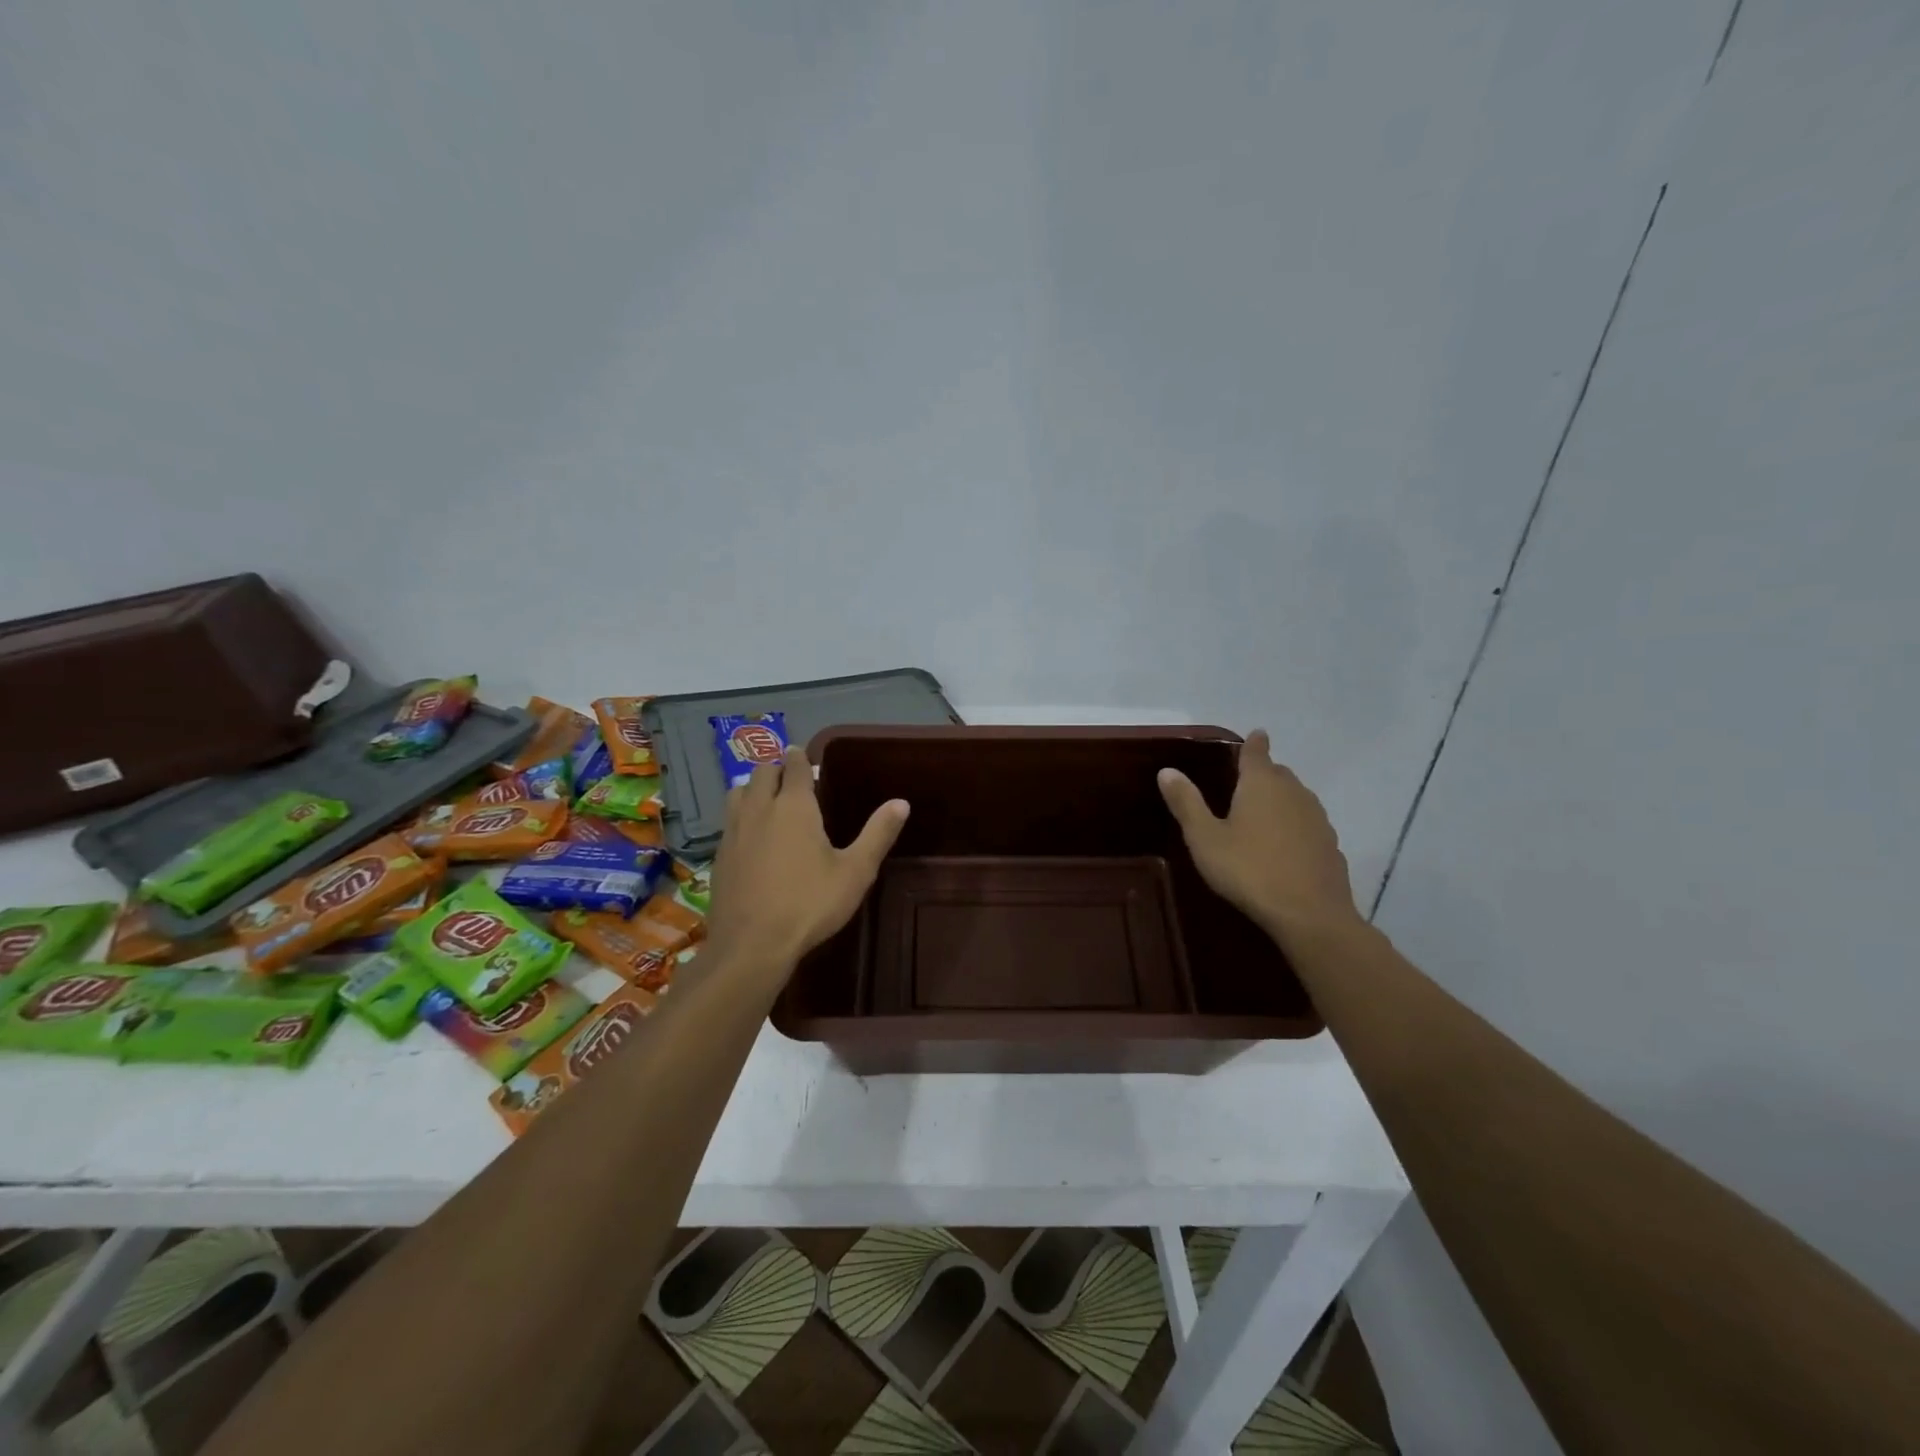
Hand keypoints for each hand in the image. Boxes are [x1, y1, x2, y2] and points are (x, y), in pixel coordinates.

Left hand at [705, 745, 909, 968]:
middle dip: (778, 769)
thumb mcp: (855, 872)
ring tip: (769, 801)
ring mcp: (733, 831)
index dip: (801, 758)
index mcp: (794, 806)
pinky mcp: (718, 855)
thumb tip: (901, 803)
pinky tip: (752, 837)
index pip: (794, 766)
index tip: (806, 757)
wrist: (752, 945)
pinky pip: (729, 821)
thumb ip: (878, 834)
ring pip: (738, 792)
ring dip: (754, 788)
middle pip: (762, 772)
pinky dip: (741, 816)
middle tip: (793, 780)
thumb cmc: (809, 904)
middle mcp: (759, 809)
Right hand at [1157, 730, 1361, 937]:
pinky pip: (1308, 825)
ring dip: (1280, 801)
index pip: (1257, 752)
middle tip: (1244, 784)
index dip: (1254, 743)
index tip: (1255, 735)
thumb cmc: (1248, 870)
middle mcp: (1293, 792)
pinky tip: (1284, 847)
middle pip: (1278, 774)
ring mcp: (1317, 819)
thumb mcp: (1204, 838)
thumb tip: (1167, 770)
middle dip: (1263, 774)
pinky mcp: (1330, 845)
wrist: (1309, 914)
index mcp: (1261, 784)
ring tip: (1262, 815)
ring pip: (1296, 798)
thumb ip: (1186, 803)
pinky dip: (1295, 827)